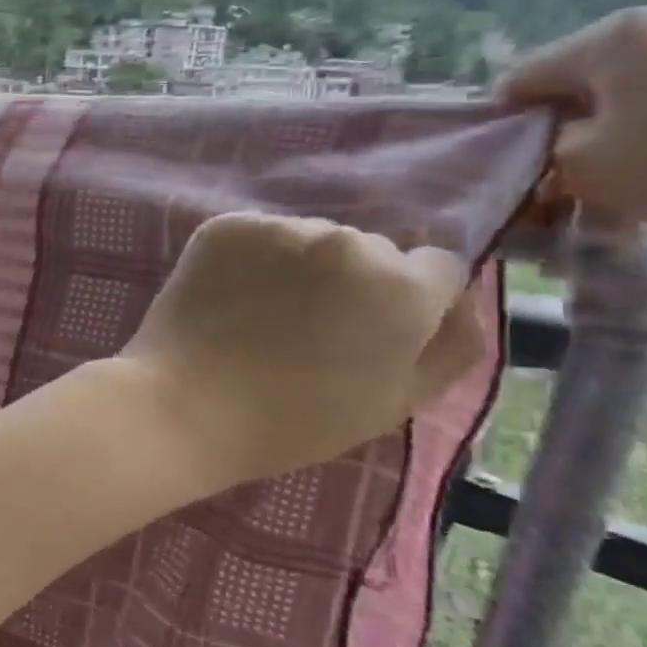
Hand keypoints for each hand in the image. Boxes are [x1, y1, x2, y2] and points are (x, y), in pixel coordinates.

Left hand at [118, 212, 483, 485]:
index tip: (369, 334)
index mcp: (402, 286)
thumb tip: (462, 302)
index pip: (434, 269)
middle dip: (352, 282)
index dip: (407, 304)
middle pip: (369, 250)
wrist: (184, 405)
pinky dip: (250, 259)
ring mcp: (280, 227)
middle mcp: (347, 239)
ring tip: (262, 317)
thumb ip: (449, 347)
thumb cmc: (294, 420)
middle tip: (308, 330)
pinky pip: (256, 236)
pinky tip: (229, 298)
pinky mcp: (225, 226)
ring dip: (300, 267)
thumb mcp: (395, 402)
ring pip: (310, 239)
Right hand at [499, 2, 646, 233]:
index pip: (520, 80)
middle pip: (581, 82)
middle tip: (562, 183)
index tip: (511, 170)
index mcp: (610, 36)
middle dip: (566, 131)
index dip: (503, 128)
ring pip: (637, 91)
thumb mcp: (583, 169)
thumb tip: (541, 151)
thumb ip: (540, 155)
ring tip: (623, 180)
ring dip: (618, 133)